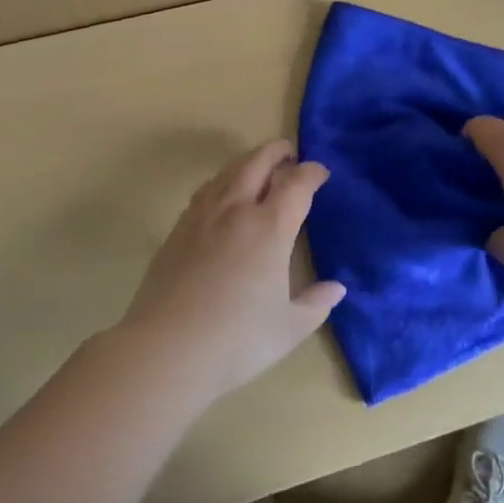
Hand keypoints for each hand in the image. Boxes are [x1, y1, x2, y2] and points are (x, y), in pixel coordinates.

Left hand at [119, 140, 345, 398]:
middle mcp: (237, 209)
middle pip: (258, 163)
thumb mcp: (290, 328)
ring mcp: (203, 216)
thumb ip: (316, 303)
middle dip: (277, 152)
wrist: (166, 350)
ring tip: (259, 167)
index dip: (312, 172)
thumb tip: (337, 287)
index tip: (321, 173)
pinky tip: (223, 195)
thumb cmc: (237, 340)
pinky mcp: (178, 229)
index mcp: (271, 227)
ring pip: (229, 172)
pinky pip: (206, 190)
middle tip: (289, 153)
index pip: (297, 183)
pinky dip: (223, 181)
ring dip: (249, 161)